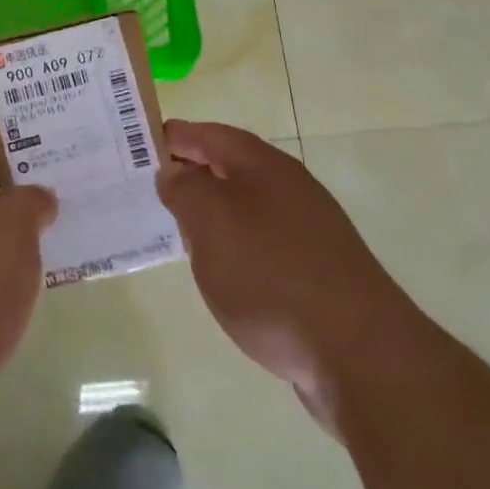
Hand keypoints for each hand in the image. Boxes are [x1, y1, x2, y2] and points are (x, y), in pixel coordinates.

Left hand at [0, 128, 56, 468]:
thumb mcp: (10, 229)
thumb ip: (30, 202)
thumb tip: (36, 197)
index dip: (14, 138)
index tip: (55, 141)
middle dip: (20, 188)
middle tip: (70, 187)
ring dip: (15, 236)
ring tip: (63, 235)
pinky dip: (4, 279)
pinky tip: (35, 288)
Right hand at [158, 121, 411, 431]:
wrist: (359, 354)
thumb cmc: (271, 274)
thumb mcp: (210, 221)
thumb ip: (184, 188)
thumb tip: (174, 172)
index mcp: (263, 164)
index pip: (207, 134)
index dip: (170, 137)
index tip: (131, 148)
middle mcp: (288, 187)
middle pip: (227, 167)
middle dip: (186, 175)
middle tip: (143, 190)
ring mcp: (305, 230)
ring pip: (243, 208)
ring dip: (208, 214)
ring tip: (172, 231)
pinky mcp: (314, 272)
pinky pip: (259, 244)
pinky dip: (232, 247)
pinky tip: (218, 272)